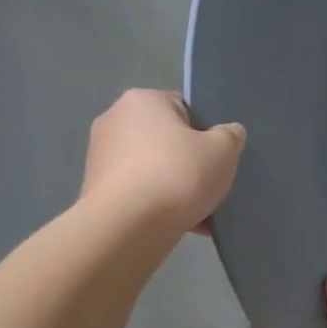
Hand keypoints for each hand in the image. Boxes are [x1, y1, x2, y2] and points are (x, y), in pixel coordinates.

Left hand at [81, 90, 243, 242]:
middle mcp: (114, 121)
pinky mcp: (95, 191)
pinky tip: (183, 224)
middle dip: (190, 162)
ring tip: (200, 211)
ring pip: (155, 170)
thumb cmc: (178, 175)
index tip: (218, 155)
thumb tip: (229, 133)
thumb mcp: (224, 150)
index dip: (206, 131)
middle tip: (211, 182)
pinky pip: (139, 193)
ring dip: (176, 187)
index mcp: (142, 100)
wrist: (128, 226)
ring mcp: (100, 158)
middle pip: (167, 140)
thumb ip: (230, 136)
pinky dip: (158, 206)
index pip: (184, 108)